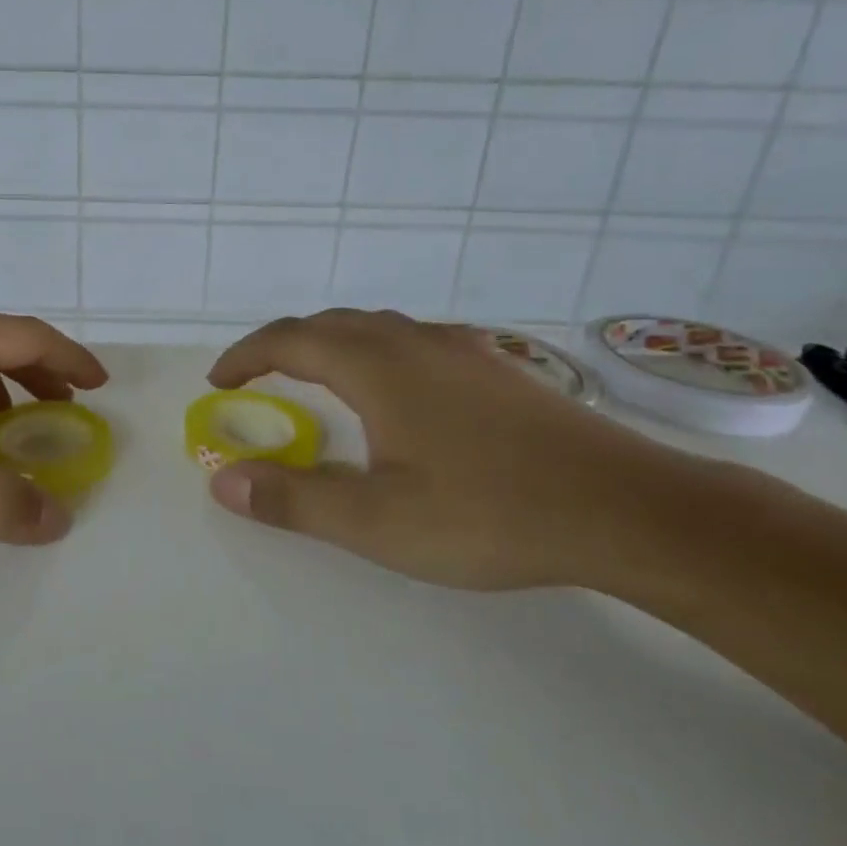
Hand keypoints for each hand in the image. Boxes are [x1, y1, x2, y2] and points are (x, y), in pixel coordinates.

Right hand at [205, 310, 710, 588]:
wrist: (628, 509)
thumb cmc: (489, 513)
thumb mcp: (376, 521)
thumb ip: (292, 499)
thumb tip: (222, 479)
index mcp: (377, 366)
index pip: (289, 341)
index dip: (245, 356)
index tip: (218, 382)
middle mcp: (414, 341)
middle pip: (330, 324)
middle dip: (282, 344)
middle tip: (256, 378)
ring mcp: (462, 349)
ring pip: (376, 327)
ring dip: (331, 343)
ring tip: (315, 379)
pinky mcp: (497, 368)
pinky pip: (414, 341)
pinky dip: (376, 352)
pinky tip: (396, 390)